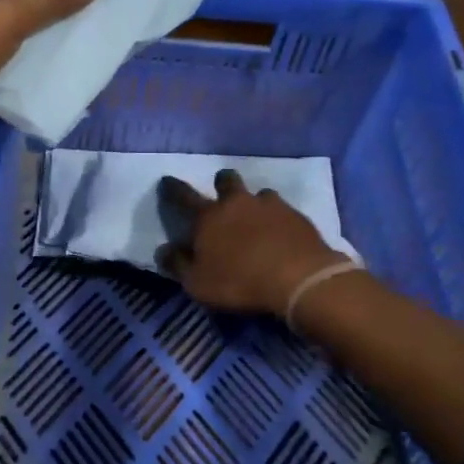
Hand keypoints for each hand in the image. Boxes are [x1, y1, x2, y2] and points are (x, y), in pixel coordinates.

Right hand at [155, 171, 350, 315]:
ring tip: (257, 219)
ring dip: (254, 203)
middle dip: (222, 184)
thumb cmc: (239, 282)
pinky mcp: (297, 216)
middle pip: (226, 180)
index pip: (183, 196)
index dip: (172, 188)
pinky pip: (283, 210)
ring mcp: (270, 206)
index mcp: (208, 217)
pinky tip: (281, 234)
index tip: (166, 180)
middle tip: (223, 196)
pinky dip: (278, 219)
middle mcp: (237, 203)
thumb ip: (178, 265)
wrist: (300, 279)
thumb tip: (163, 250)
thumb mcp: (197, 283)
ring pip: (258, 193)